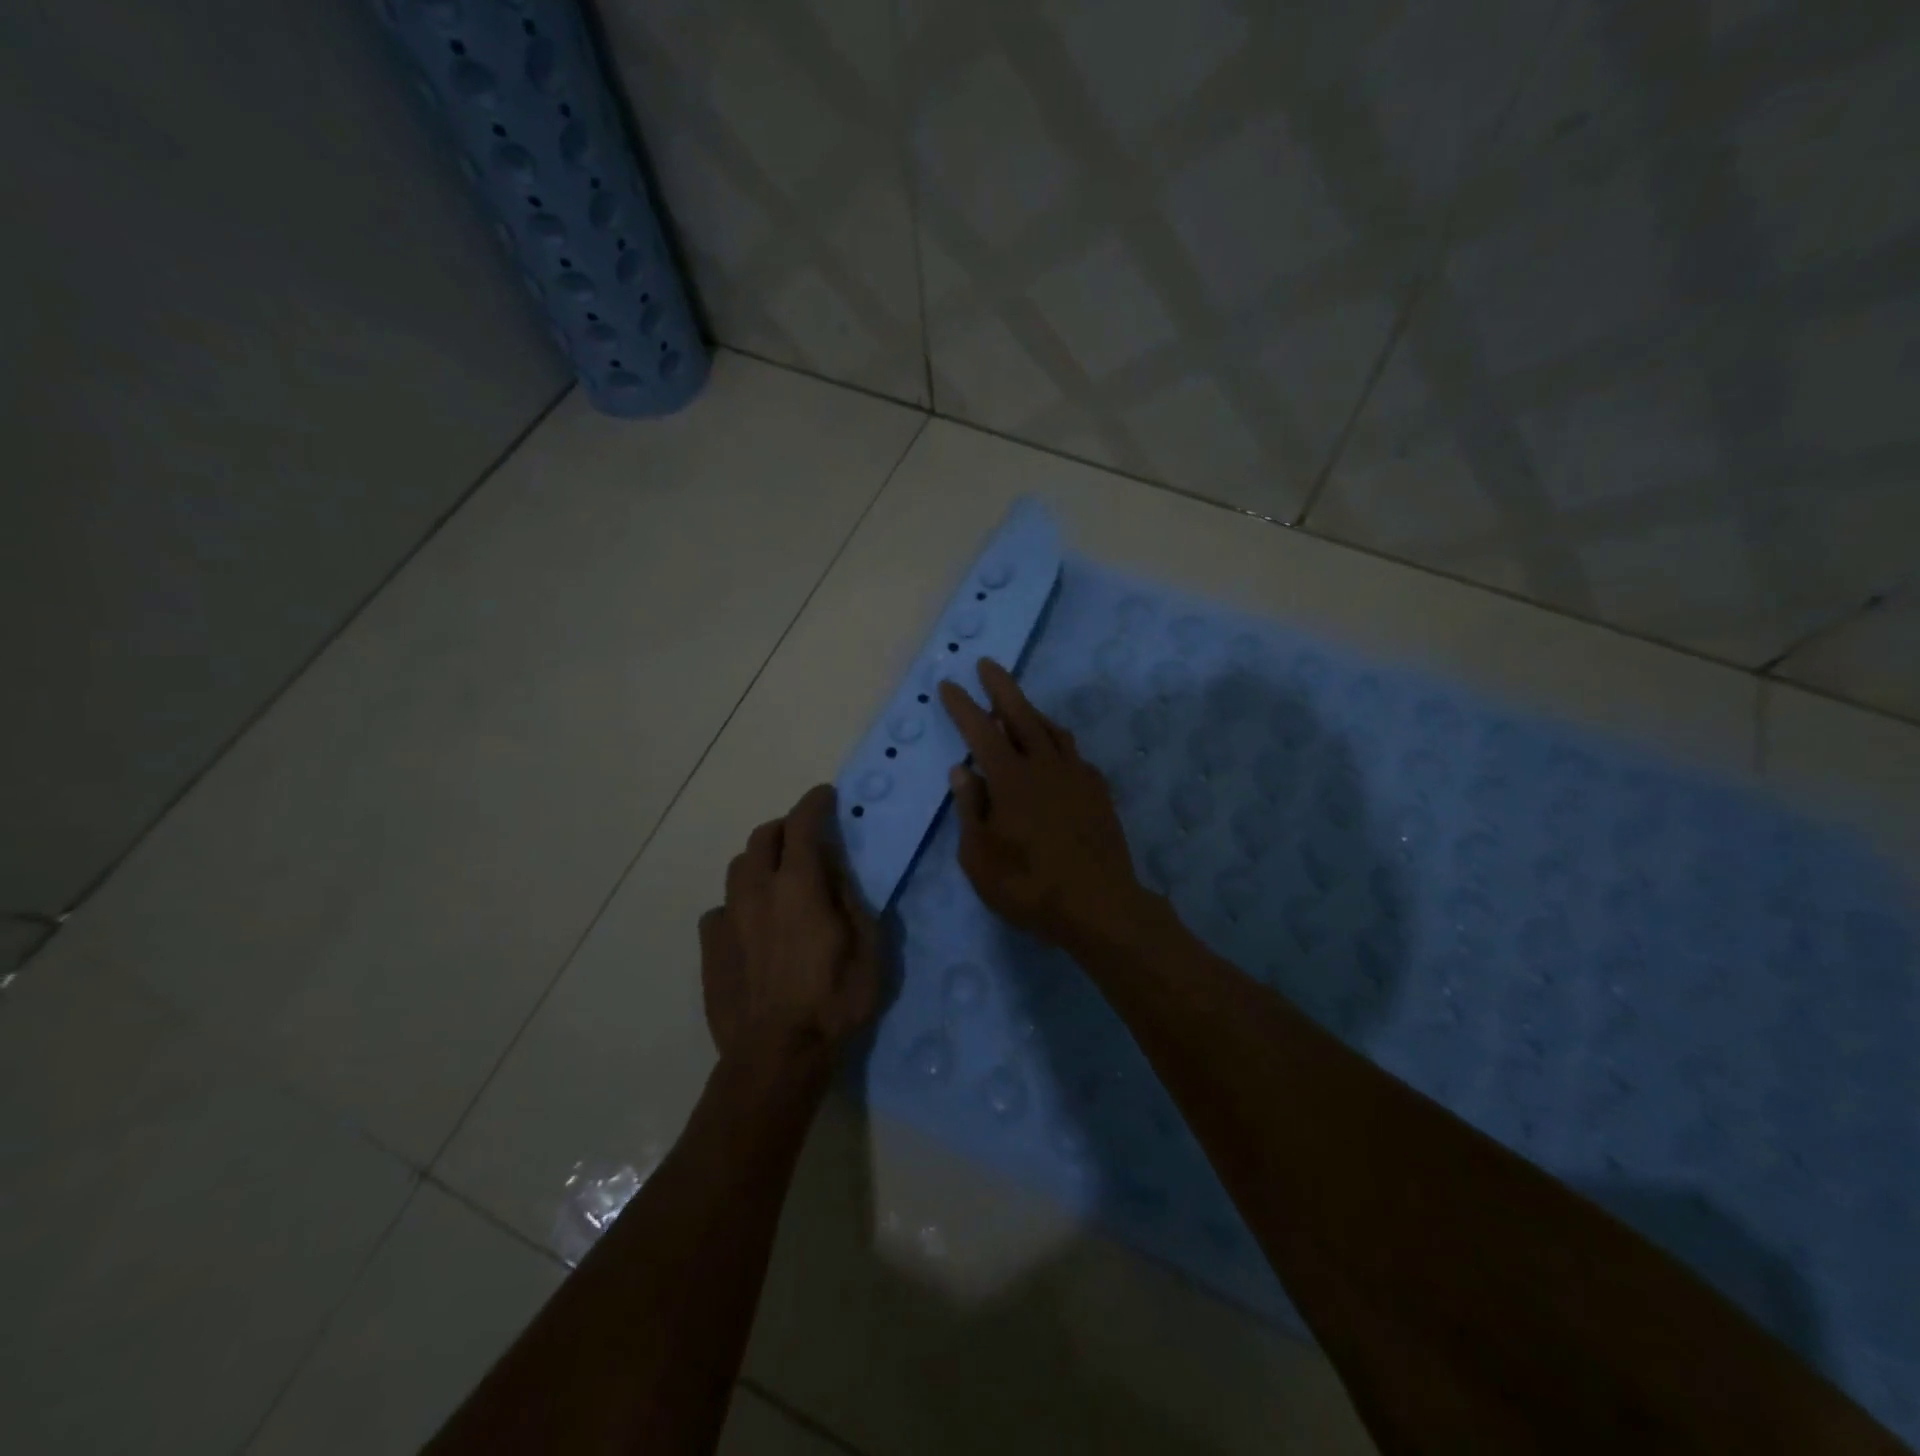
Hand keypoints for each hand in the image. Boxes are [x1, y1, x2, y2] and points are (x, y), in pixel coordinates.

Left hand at [698, 785, 881, 1068]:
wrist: (777, 1056)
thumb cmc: (834, 1002)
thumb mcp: (869, 948)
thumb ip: (852, 900)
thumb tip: (836, 872)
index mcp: (799, 886)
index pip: (802, 825)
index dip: (813, 804)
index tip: (825, 796)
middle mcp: (757, 892)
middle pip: (762, 838)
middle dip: (785, 827)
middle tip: (805, 837)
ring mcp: (728, 919)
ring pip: (737, 868)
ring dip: (760, 861)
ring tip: (778, 877)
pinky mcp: (710, 948)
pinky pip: (720, 909)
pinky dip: (739, 903)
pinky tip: (750, 924)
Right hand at [939, 660, 1155, 953]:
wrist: (1099, 905)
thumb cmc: (1029, 886)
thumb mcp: (980, 857)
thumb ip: (971, 809)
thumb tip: (962, 771)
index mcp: (1011, 779)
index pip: (980, 731)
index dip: (962, 706)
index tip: (949, 684)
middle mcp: (1045, 766)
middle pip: (1021, 715)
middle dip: (1001, 687)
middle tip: (988, 664)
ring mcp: (1077, 777)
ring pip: (1052, 731)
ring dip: (1032, 712)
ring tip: (1018, 706)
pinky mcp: (1098, 792)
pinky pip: (1074, 756)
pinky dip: (1057, 745)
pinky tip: (1055, 754)